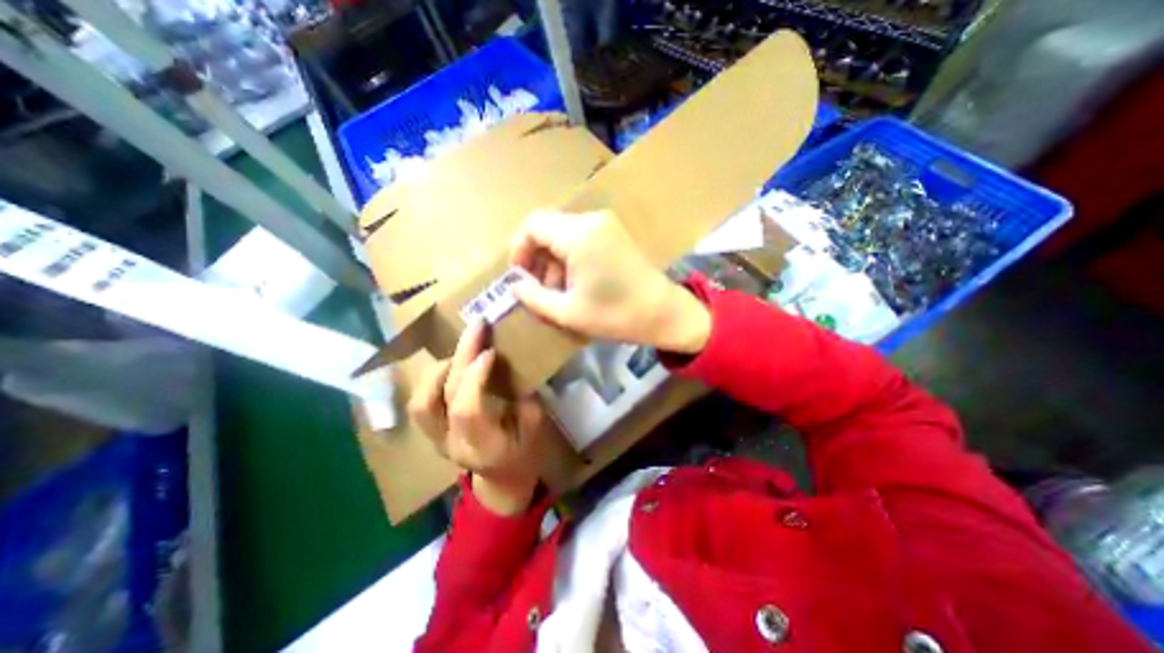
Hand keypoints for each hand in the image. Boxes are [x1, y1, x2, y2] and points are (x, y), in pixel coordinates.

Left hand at [409, 321, 552, 514]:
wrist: (502, 480)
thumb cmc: (525, 454)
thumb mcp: (537, 429)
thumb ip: (526, 400)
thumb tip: (514, 367)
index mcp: (484, 448)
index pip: (466, 410)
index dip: (475, 377)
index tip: (491, 351)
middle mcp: (453, 445)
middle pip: (444, 397)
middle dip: (461, 356)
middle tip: (477, 327)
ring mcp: (436, 440)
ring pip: (421, 401)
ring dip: (441, 368)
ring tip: (463, 348)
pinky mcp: (430, 433)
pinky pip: (420, 403)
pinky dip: (433, 378)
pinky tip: (452, 364)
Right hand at [513, 208, 713, 355]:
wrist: (664, 313)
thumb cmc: (616, 315)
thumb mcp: (568, 312)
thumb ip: (534, 297)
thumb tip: (515, 285)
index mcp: (578, 235)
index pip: (533, 225)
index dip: (519, 249)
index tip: (520, 276)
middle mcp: (591, 220)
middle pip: (547, 228)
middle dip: (537, 258)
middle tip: (539, 289)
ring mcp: (606, 224)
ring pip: (563, 234)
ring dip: (554, 260)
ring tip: (559, 291)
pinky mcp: (615, 233)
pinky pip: (581, 237)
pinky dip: (570, 257)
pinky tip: (577, 282)